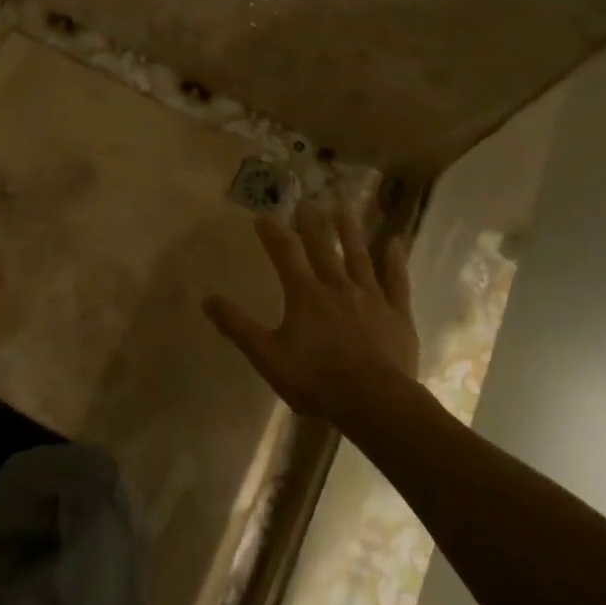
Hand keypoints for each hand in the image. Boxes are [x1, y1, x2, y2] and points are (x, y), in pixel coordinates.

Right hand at [204, 202, 418, 426]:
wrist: (374, 401)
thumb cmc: (316, 380)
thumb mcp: (267, 356)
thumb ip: (238, 326)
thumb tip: (208, 298)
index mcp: (305, 294)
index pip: (285, 254)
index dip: (273, 234)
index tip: (263, 217)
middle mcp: (337, 286)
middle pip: (323, 248)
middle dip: (313, 224)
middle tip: (307, 203)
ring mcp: (370, 297)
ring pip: (359, 256)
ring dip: (351, 232)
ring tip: (345, 209)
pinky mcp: (396, 313)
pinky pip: (396, 281)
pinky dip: (395, 261)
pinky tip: (395, 243)